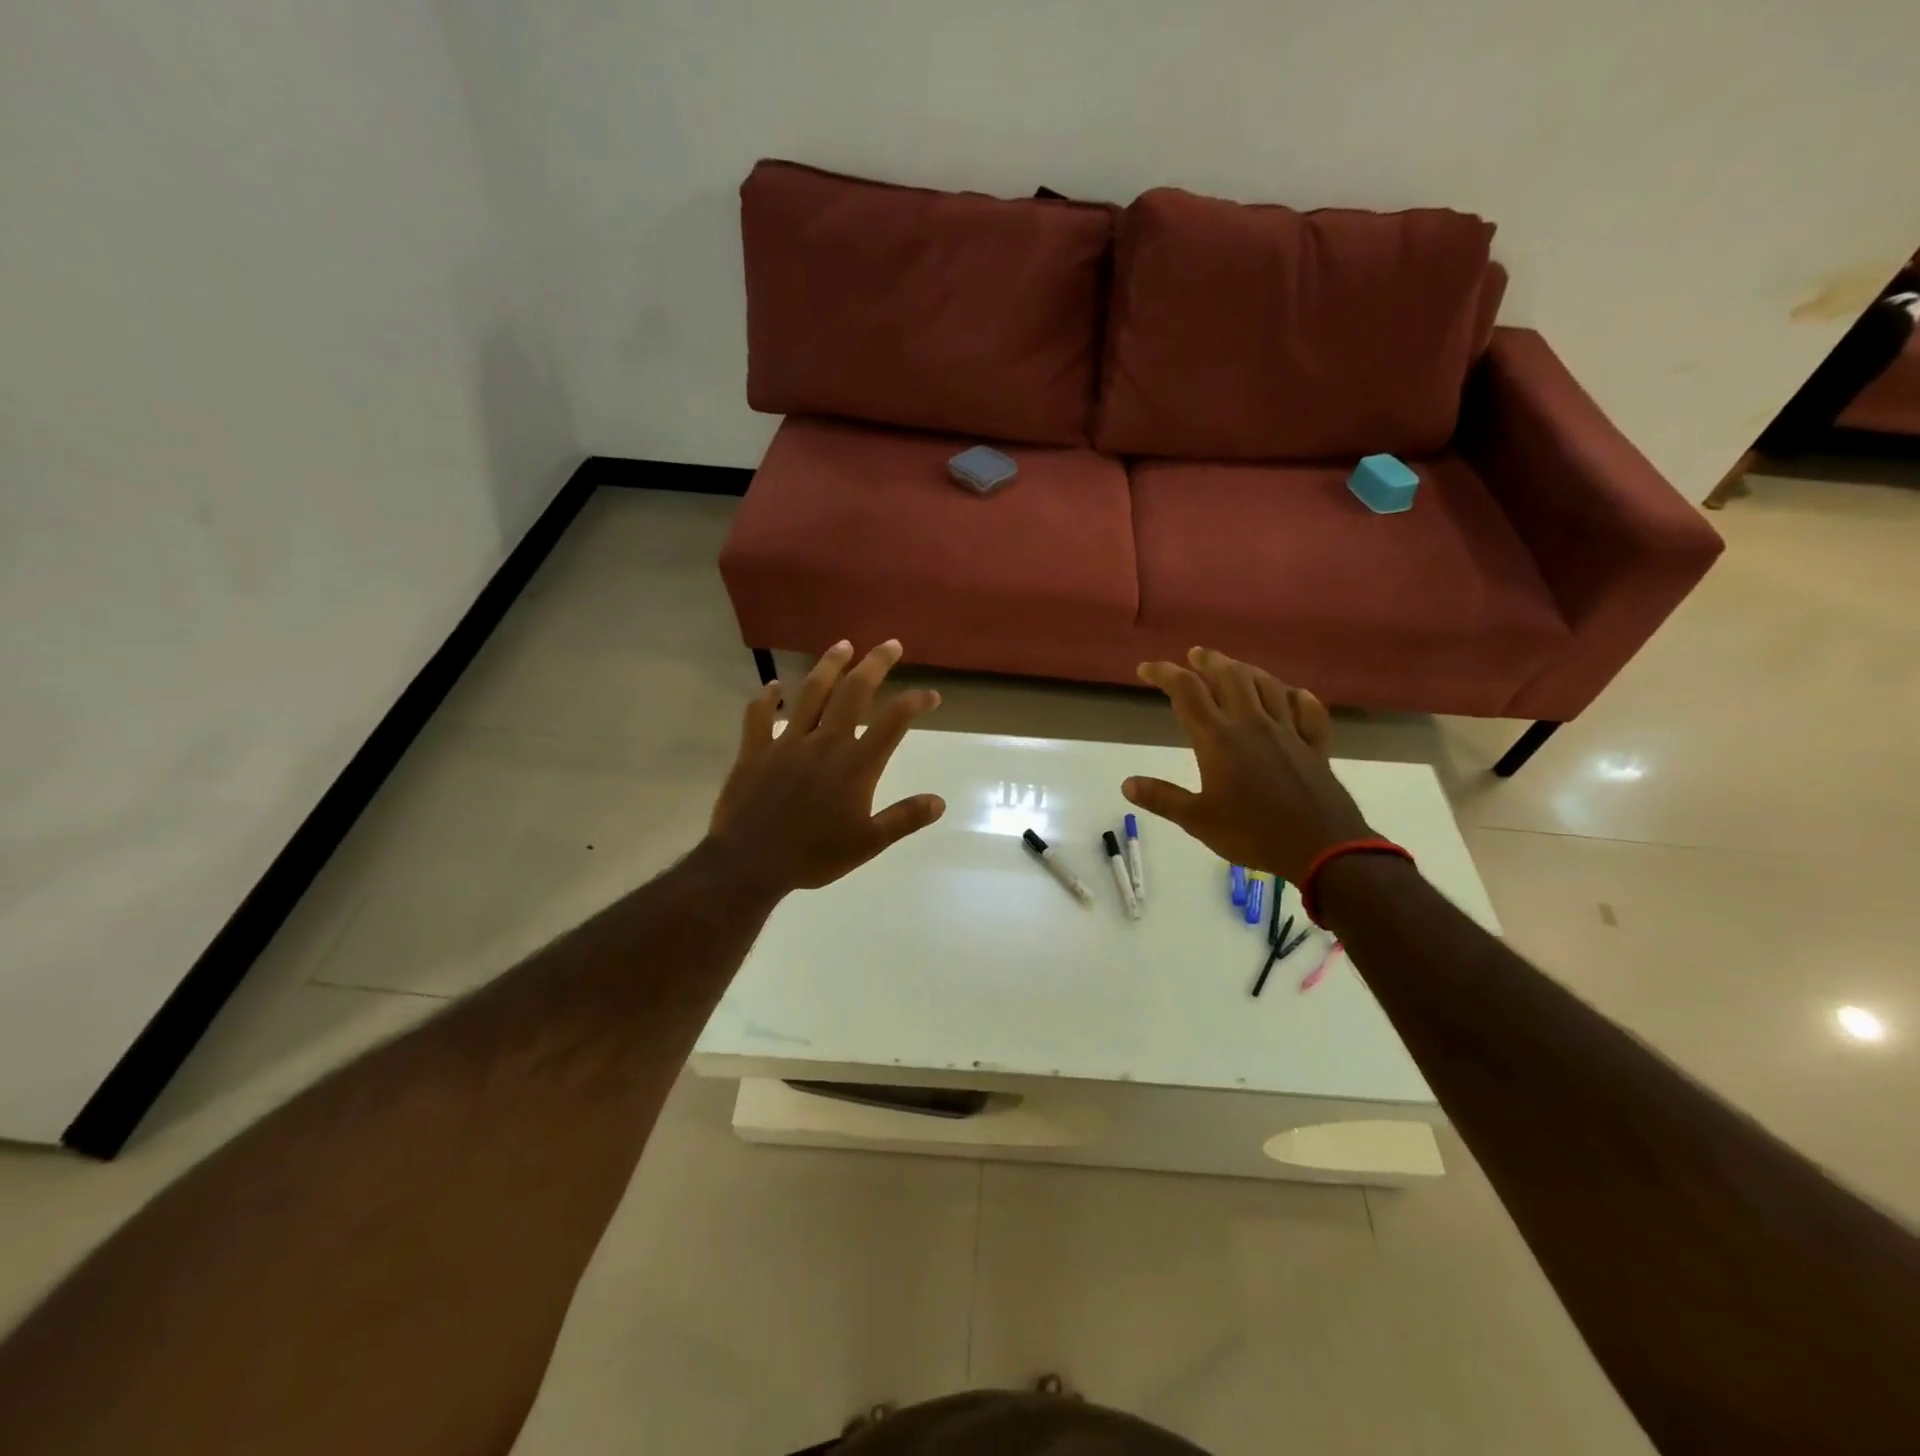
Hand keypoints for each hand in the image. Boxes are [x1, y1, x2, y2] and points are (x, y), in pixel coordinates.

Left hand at [707, 639, 945, 896]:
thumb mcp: (869, 843)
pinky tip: (774, 686)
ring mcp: (788, 742)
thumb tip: (939, 801)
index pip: (893, 721)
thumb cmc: (815, 855)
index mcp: (856, 764)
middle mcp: (825, 742)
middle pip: (854, 692)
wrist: (752, 861)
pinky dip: (767, 698)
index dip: (915, 702)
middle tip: (890, 644)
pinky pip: (760, 716)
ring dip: (829, 665)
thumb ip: (904, 818)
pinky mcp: (755, 750)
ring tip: (843, 645)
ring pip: (811, 693)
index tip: (931, 695)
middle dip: (875, 664)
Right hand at [1122, 647, 1371, 882]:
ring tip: (1234, 668)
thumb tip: (1127, 783)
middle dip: (1209, 661)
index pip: (1187, 692)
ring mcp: (1288, 732)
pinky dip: (1298, 698)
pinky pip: (1308, 712)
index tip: (1146, 669)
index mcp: (1220, 739)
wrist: (1322, 848)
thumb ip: (1163, 798)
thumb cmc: (1253, 834)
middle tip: (1194, 655)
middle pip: (1230, 677)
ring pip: (1267, 686)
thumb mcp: (1198, 821)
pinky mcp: (1315, 746)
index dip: (1164, 674)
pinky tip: (1293, 695)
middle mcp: (1253, 724)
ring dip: (1247, 671)